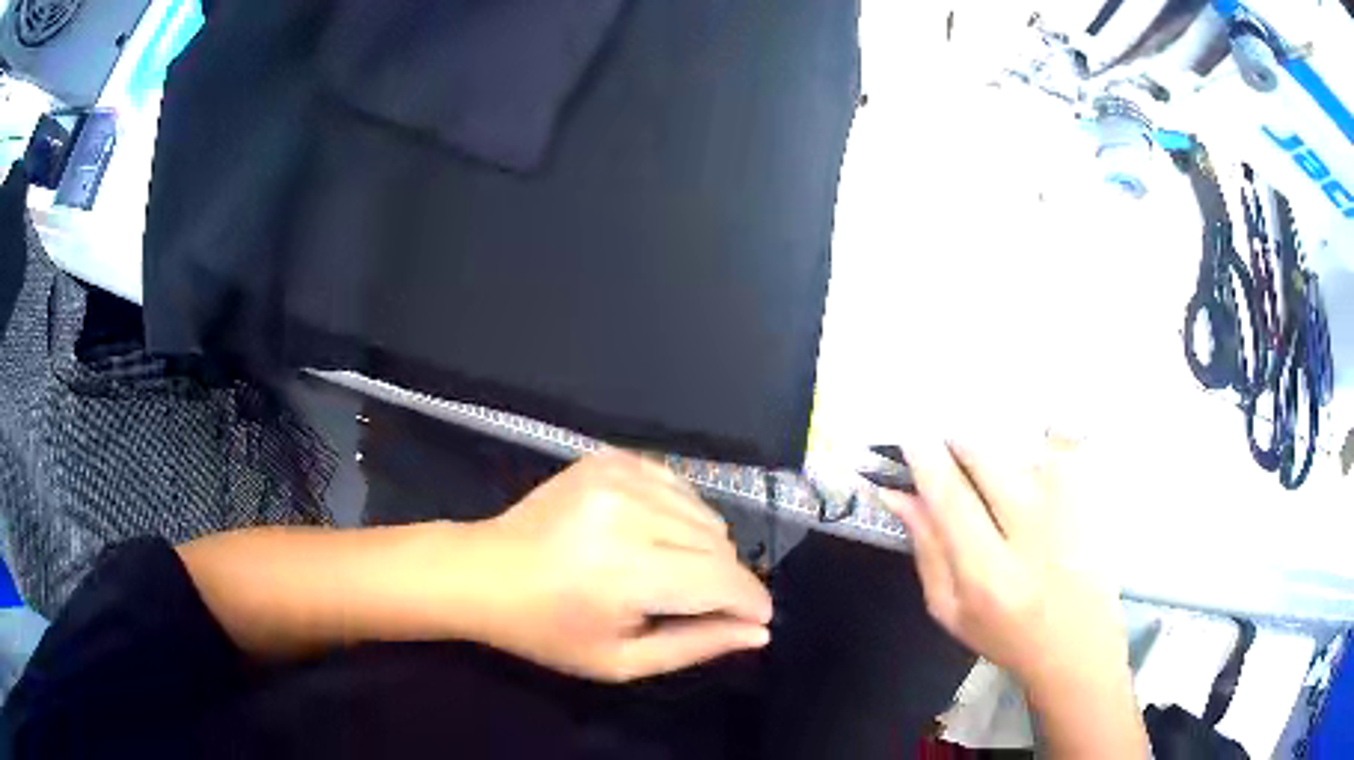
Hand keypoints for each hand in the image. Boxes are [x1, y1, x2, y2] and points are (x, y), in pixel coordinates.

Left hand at [468, 451, 772, 682]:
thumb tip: (757, 632)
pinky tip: (654, 536)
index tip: (758, 620)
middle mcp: (629, 513)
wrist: (486, 572)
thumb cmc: (549, 630)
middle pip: (720, 544)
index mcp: (627, 571)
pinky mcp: (611, 459)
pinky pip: (679, 486)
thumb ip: (696, 646)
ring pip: (705, 514)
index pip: (722, 579)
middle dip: (724, 581)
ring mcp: (619, 476)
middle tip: (694, 605)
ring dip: (704, 548)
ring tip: (668, 572)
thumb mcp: (621, 661)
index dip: (750, 602)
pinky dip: (682, 514)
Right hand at [880, 440, 1128, 696]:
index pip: (952, 499)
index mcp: (989, 576)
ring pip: (1020, 447)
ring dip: (999, 450)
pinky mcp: (1093, 492)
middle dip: (960, 443)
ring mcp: (1071, 507)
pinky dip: (1039, 445)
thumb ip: (926, 550)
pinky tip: (1036, 466)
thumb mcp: (950, 609)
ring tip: (998, 470)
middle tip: (949, 445)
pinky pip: (1059, 444)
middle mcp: (1033, 534)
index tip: (913, 437)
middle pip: (988, 458)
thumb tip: (899, 494)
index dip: (927, 460)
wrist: (1079, 641)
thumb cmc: (1006, 633)